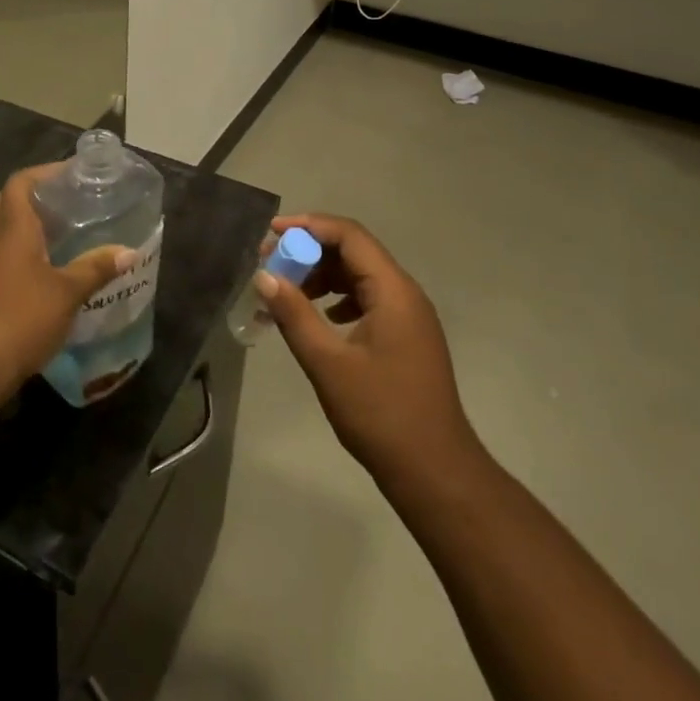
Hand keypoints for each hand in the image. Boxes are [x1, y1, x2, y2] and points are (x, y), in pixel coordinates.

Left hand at [0, 164, 132, 401]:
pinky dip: (27, 251)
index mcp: (12, 225)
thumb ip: (96, 268)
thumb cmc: (20, 315)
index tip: (73, 173)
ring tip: (68, 230)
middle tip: (71, 200)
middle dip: (39, 196)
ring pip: (7, 229)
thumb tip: (129, 251)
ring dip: (32, 225)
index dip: (44, 172)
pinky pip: (6, 254)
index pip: (21, 182)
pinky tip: (52, 267)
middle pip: (11, 201)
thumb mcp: (67, 292)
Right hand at [255, 213, 480, 494]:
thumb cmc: (381, 414)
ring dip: (322, 276)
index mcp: (393, 290)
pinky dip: (338, 298)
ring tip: (287, 292)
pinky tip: (320, 318)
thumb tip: (264, 276)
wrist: (436, 473)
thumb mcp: (328, 363)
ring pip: (360, 275)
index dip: (308, 226)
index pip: (349, 235)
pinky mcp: (406, 337)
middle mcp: (405, 293)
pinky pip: (368, 299)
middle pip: (354, 251)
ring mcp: (409, 316)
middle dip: (310, 252)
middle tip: (271, 265)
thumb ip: (294, 314)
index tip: (271, 233)